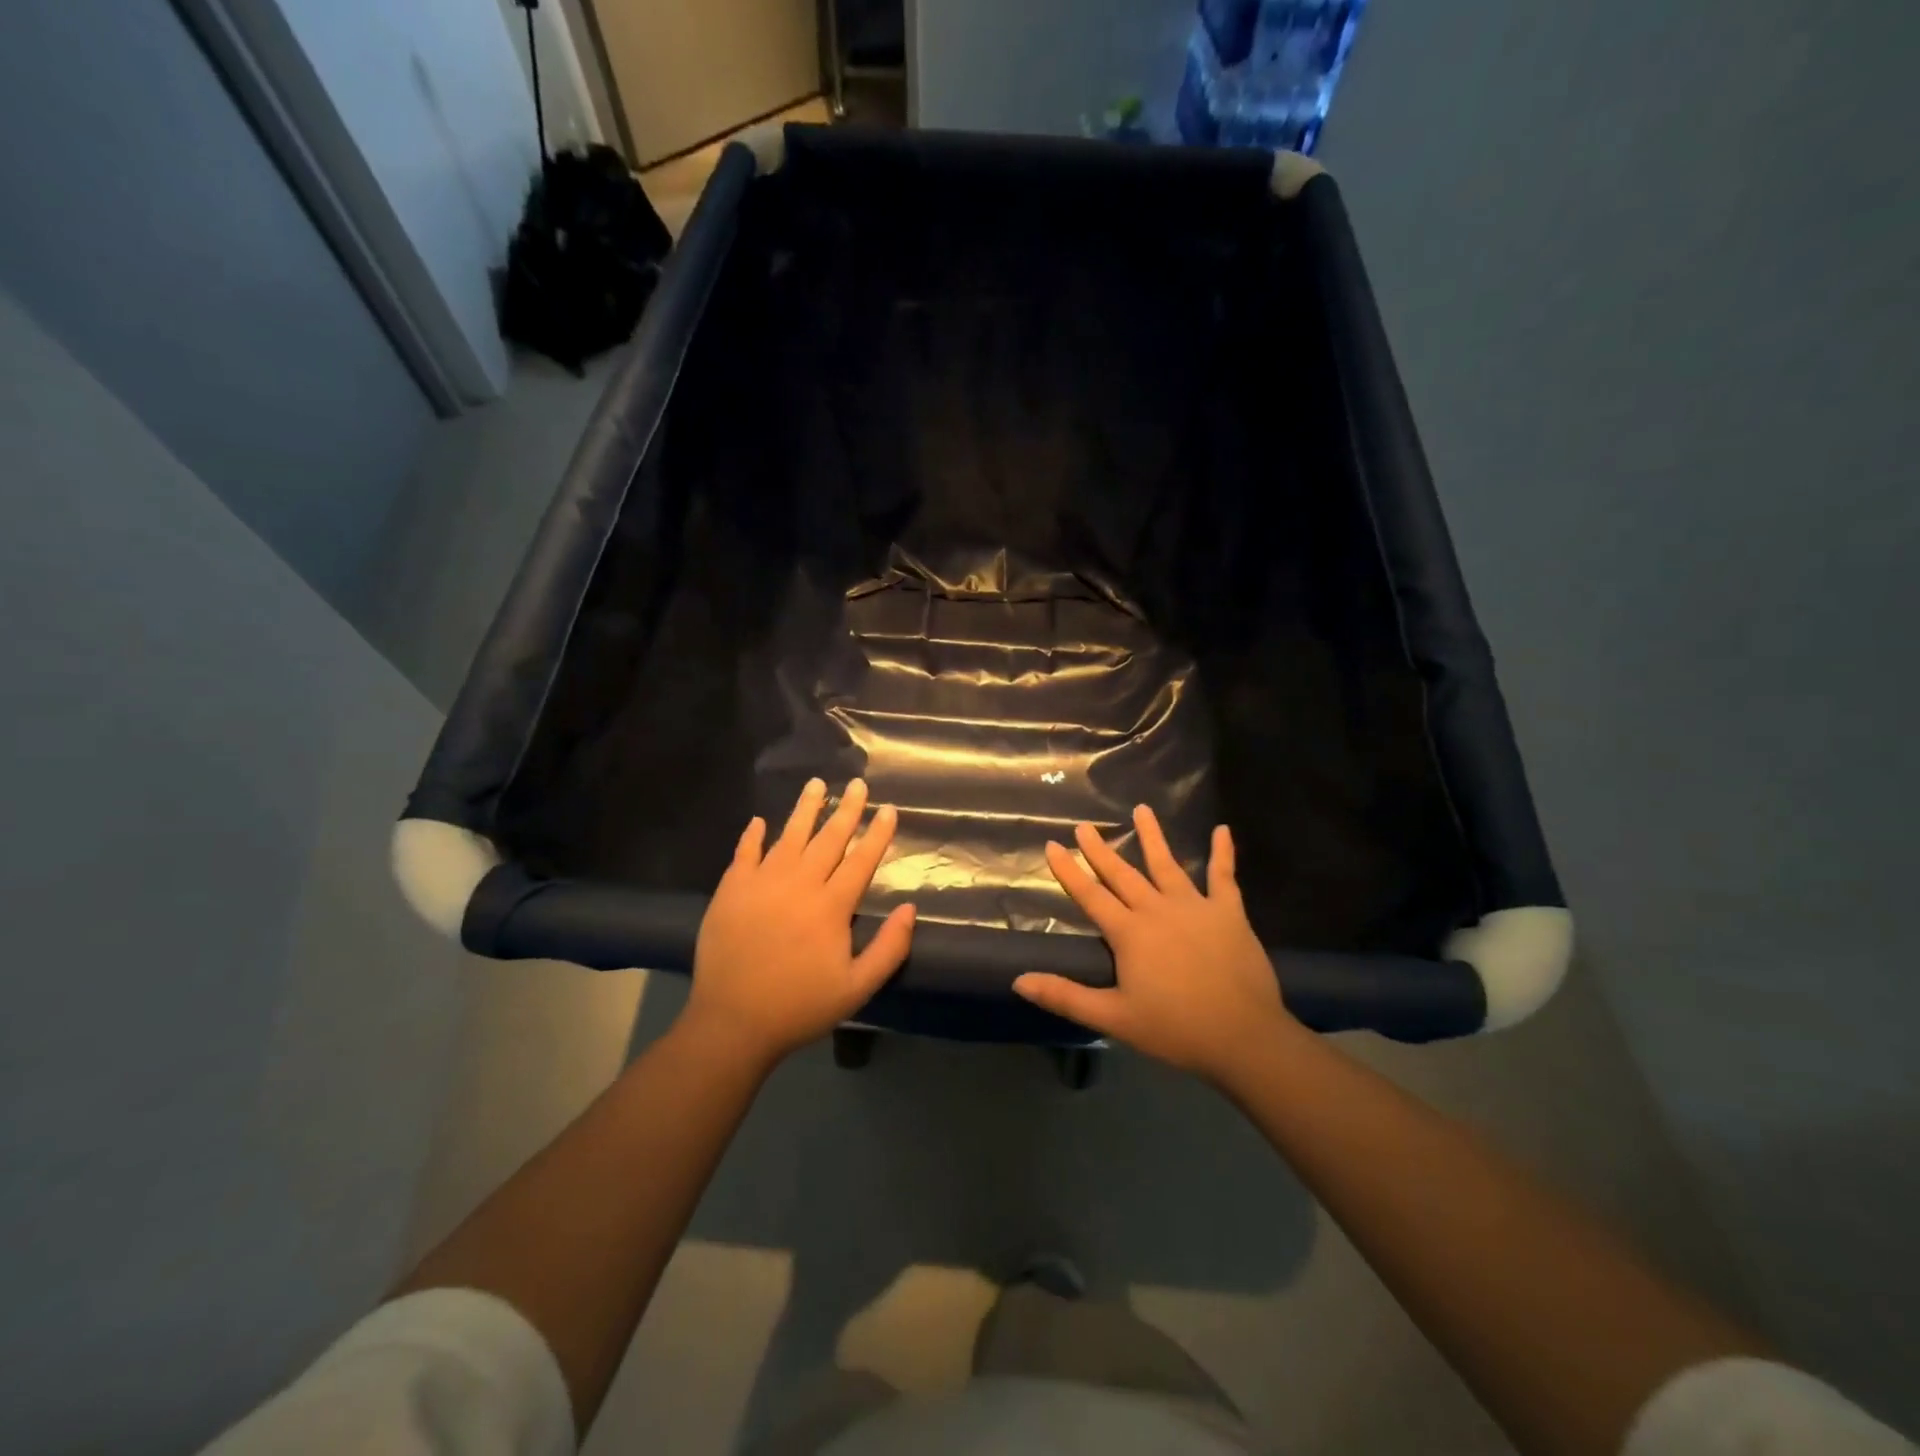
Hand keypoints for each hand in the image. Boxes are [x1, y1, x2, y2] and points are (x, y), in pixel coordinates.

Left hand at [685, 777, 914, 1067]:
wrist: (732, 1023)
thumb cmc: (800, 1006)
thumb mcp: (857, 988)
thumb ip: (889, 948)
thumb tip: (910, 909)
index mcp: (831, 906)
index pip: (861, 860)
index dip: (877, 833)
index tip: (888, 808)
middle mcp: (799, 884)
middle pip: (828, 838)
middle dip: (847, 809)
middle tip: (857, 783)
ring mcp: (762, 883)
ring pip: (789, 836)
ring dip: (805, 809)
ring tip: (816, 783)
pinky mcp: (731, 890)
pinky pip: (744, 853)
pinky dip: (753, 835)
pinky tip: (760, 821)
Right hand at [1013, 805, 1300, 1083]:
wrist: (1243, 1036)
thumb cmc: (1175, 1029)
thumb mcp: (1113, 1018)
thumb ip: (1066, 996)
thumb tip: (1018, 981)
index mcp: (1129, 933)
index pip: (1090, 895)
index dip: (1069, 870)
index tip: (1052, 845)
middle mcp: (1157, 910)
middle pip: (1122, 874)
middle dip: (1100, 849)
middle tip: (1084, 826)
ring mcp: (1195, 906)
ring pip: (1167, 864)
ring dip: (1153, 836)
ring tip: (1142, 809)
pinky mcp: (1228, 913)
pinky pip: (1224, 876)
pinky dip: (1223, 853)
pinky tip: (1223, 830)